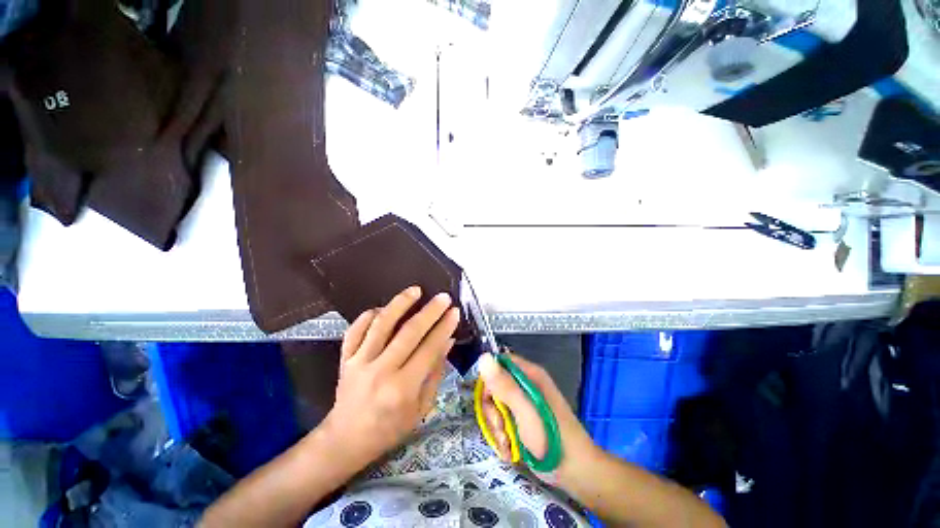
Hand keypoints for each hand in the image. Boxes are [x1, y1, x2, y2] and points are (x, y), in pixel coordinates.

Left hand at [321, 286, 459, 468]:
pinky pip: (355, 330)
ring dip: (400, 303)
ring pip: (381, 324)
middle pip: (409, 332)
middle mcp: (381, 371)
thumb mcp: (421, 408)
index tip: (455, 312)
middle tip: (443, 297)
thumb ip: (435, 372)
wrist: (346, 440)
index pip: (429, 348)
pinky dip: (368, 315)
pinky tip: (382, 308)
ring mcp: (359, 362)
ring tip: (415, 290)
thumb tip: (447, 341)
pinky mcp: (345, 359)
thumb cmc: (390, 428)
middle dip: (430, 311)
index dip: (444, 327)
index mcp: (403, 388)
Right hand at [478, 353, 599, 482]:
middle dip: (492, 409)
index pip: (500, 363)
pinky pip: (502, 421)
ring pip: (496, 407)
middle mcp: (526, 385)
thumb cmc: (552, 438)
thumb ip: (504, 386)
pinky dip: (502, 437)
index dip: (490, 378)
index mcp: (530, 375)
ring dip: (496, 427)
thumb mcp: (525, 411)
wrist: (576, 473)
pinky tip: (510, 450)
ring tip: (507, 443)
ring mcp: (524, 404)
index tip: (489, 398)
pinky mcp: (522, 421)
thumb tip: (483, 357)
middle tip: (500, 426)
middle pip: (495, 387)